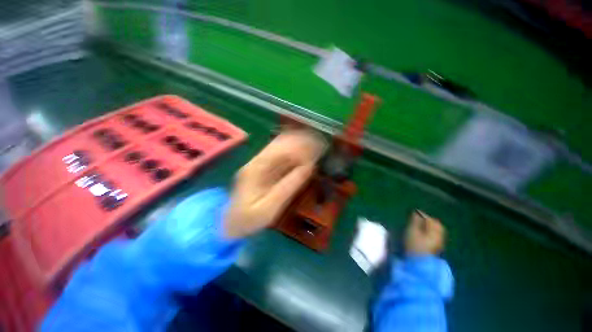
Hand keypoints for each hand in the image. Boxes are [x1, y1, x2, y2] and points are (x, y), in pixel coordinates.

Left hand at [224, 130, 325, 238]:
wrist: (231, 224)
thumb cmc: (249, 219)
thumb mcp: (269, 208)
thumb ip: (288, 187)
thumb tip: (308, 167)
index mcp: (255, 169)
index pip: (280, 150)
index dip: (300, 147)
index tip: (316, 149)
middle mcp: (256, 162)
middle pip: (280, 144)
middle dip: (301, 142)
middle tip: (319, 145)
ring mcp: (258, 164)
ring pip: (280, 147)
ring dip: (298, 144)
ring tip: (315, 145)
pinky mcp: (262, 168)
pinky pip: (279, 155)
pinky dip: (293, 152)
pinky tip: (303, 153)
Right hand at [404, 210, 445, 254]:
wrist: (419, 263)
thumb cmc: (414, 245)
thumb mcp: (412, 231)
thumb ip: (415, 221)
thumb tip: (416, 212)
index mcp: (435, 231)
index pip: (431, 219)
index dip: (422, 214)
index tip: (414, 212)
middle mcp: (440, 236)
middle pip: (436, 224)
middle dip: (427, 219)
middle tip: (418, 217)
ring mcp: (439, 242)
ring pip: (436, 230)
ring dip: (429, 225)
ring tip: (419, 224)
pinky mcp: (436, 247)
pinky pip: (435, 235)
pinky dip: (430, 231)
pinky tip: (423, 232)